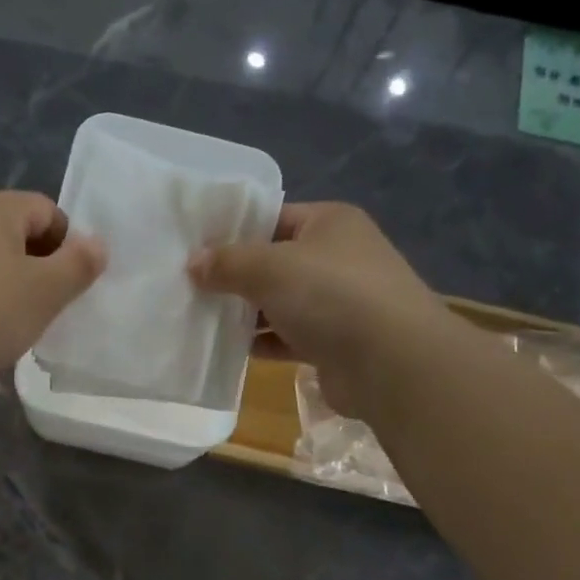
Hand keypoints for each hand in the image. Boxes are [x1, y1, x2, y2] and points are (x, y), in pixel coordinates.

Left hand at [0, 190, 105, 393]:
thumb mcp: (45, 292)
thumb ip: (78, 264)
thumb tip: (97, 243)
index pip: (48, 211)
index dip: (69, 247)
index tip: (71, 288)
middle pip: (18, 235)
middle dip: (40, 270)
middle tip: (48, 309)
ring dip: (11, 290)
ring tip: (16, 327)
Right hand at [188, 202, 444, 419]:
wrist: (390, 362)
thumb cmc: (330, 295)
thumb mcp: (269, 268)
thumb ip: (227, 263)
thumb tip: (193, 264)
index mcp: (329, 223)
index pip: (273, 217)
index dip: (233, 231)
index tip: (194, 248)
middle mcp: (337, 257)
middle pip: (274, 262)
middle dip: (235, 275)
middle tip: (189, 286)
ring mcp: (338, 302)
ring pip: (279, 302)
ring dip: (245, 312)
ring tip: (199, 317)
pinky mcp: (333, 343)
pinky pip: (287, 336)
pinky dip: (261, 342)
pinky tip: (228, 349)